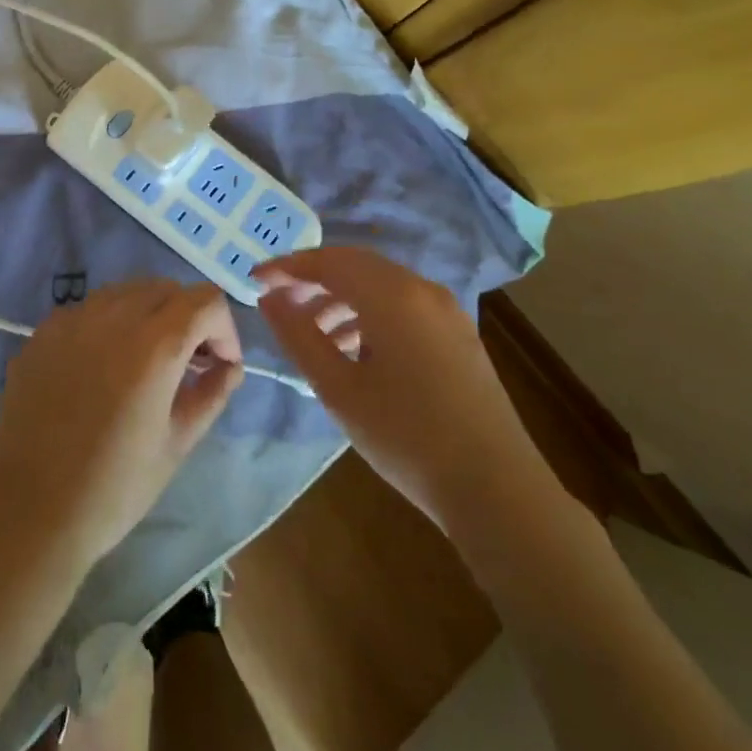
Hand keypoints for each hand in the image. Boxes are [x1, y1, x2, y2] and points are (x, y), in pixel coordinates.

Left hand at [0, 280, 244, 570]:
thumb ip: (212, 394)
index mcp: (155, 344)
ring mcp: (73, 318)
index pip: (205, 300)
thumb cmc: (114, 486)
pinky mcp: (43, 331)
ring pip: (126, 292)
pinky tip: (102, 367)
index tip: (220, 364)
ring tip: (146, 361)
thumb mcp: (177, 444)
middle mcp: (114, 316)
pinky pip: (89, 310)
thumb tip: (230, 366)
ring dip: (149, 314)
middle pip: (167, 288)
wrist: (30, 510)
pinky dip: (109, 325)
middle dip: (188, 317)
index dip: (224, 328)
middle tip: (189, 362)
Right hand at [254, 247, 518, 527]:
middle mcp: (422, 289)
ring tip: (313, 333)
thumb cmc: (406, 436)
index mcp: (392, 295)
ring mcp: (446, 311)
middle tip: (280, 301)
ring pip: (381, 285)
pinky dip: (370, 313)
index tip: (255, 279)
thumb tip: (270, 298)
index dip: (287, 267)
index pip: (328, 262)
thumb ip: (299, 336)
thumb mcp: (339, 388)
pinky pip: (403, 305)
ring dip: (342, 298)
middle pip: (356, 266)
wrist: (496, 488)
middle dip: (314, 279)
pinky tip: (355, 350)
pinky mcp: (458, 334)